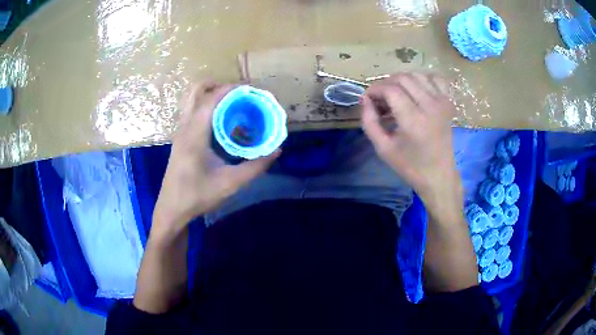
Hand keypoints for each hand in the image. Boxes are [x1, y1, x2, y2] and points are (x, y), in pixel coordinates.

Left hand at [151, 81, 279, 240]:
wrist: (172, 209)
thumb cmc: (198, 196)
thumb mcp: (230, 183)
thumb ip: (256, 166)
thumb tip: (276, 150)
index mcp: (195, 134)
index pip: (210, 99)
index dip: (230, 89)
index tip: (250, 89)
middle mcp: (185, 127)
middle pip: (195, 90)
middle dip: (217, 85)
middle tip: (238, 94)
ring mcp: (180, 131)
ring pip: (191, 99)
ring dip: (210, 94)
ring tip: (231, 103)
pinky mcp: (180, 138)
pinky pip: (192, 110)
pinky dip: (206, 105)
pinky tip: (220, 120)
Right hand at [361, 73, 461, 217]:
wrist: (439, 175)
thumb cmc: (410, 166)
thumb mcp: (382, 148)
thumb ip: (369, 122)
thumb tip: (365, 99)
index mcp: (414, 120)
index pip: (390, 89)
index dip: (375, 89)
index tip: (368, 98)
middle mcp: (430, 106)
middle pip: (403, 78)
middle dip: (386, 84)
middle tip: (380, 99)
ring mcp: (442, 102)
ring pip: (417, 75)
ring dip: (401, 80)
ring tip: (395, 94)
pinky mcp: (448, 102)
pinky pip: (435, 78)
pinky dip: (423, 78)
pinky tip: (416, 89)